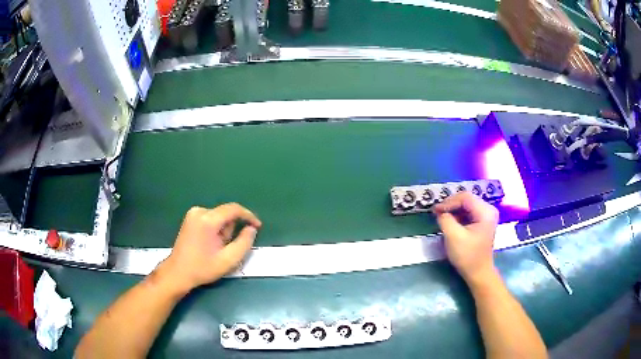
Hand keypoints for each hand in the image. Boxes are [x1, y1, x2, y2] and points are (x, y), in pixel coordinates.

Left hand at [160, 203, 261, 292]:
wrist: (178, 273)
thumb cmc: (203, 268)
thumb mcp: (229, 260)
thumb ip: (244, 242)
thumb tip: (251, 228)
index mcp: (208, 220)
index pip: (234, 209)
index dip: (249, 216)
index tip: (258, 226)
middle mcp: (199, 211)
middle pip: (226, 214)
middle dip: (231, 230)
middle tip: (226, 248)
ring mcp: (192, 213)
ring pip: (219, 217)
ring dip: (223, 231)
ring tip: (216, 248)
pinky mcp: (190, 218)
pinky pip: (211, 219)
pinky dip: (215, 229)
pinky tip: (209, 243)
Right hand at [433, 192, 498, 283]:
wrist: (478, 273)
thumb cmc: (468, 256)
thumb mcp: (453, 237)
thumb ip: (445, 219)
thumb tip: (439, 211)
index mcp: (485, 212)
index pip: (465, 197)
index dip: (448, 202)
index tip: (435, 210)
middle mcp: (488, 210)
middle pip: (466, 199)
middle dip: (450, 205)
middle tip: (437, 213)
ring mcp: (486, 215)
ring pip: (466, 205)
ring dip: (453, 210)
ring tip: (441, 217)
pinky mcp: (483, 222)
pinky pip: (468, 212)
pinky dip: (458, 215)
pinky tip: (450, 222)